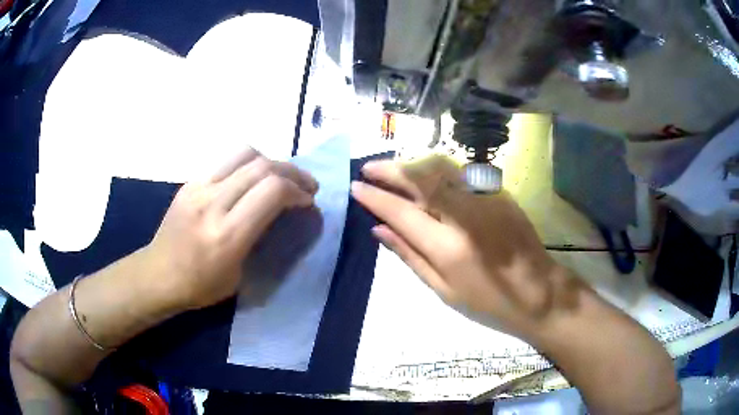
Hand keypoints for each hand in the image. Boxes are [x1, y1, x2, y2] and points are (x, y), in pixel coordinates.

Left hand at [147, 147, 317, 309]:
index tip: (308, 201)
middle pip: (263, 166)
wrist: (158, 275)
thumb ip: (262, 239)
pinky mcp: (190, 181)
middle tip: (305, 186)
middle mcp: (212, 204)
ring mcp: (198, 188)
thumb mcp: (240, 275)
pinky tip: (252, 179)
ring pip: (245, 153)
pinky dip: (248, 163)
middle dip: (292, 172)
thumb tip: (285, 214)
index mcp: (227, 235)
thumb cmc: (200, 286)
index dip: (297, 191)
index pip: (272, 191)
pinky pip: (226, 160)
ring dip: (271, 162)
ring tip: (280, 177)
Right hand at [352, 156, 579, 337]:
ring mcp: (485, 198)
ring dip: (411, 163)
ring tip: (391, 167)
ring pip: (440, 167)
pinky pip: (460, 172)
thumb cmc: (490, 303)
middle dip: (389, 170)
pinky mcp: (498, 192)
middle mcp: (466, 215)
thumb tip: (379, 231)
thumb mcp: (444, 290)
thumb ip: (410, 256)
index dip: (375, 198)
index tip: (356, 188)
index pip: (402, 212)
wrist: (540, 292)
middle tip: (367, 169)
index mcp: (448, 247)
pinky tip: (424, 173)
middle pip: (419, 179)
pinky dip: (435, 168)